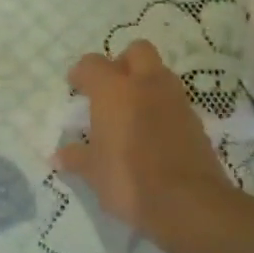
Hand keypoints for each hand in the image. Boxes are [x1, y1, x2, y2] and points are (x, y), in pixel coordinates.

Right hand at [53, 41, 240, 246]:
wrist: (188, 201)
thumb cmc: (129, 181)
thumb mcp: (94, 173)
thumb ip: (76, 159)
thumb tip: (58, 155)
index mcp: (114, 91)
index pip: (93, 64)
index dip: (82, 73)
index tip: (76, 87)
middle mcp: (147, 85)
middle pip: (137, 51)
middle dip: (122, 63)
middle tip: (110, 89)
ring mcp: (176, 100)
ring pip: (160, 73)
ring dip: (145, 83)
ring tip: (131, 111)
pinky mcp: (195, 120)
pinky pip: (175, 100)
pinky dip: (162, 107)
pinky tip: (153, 132)